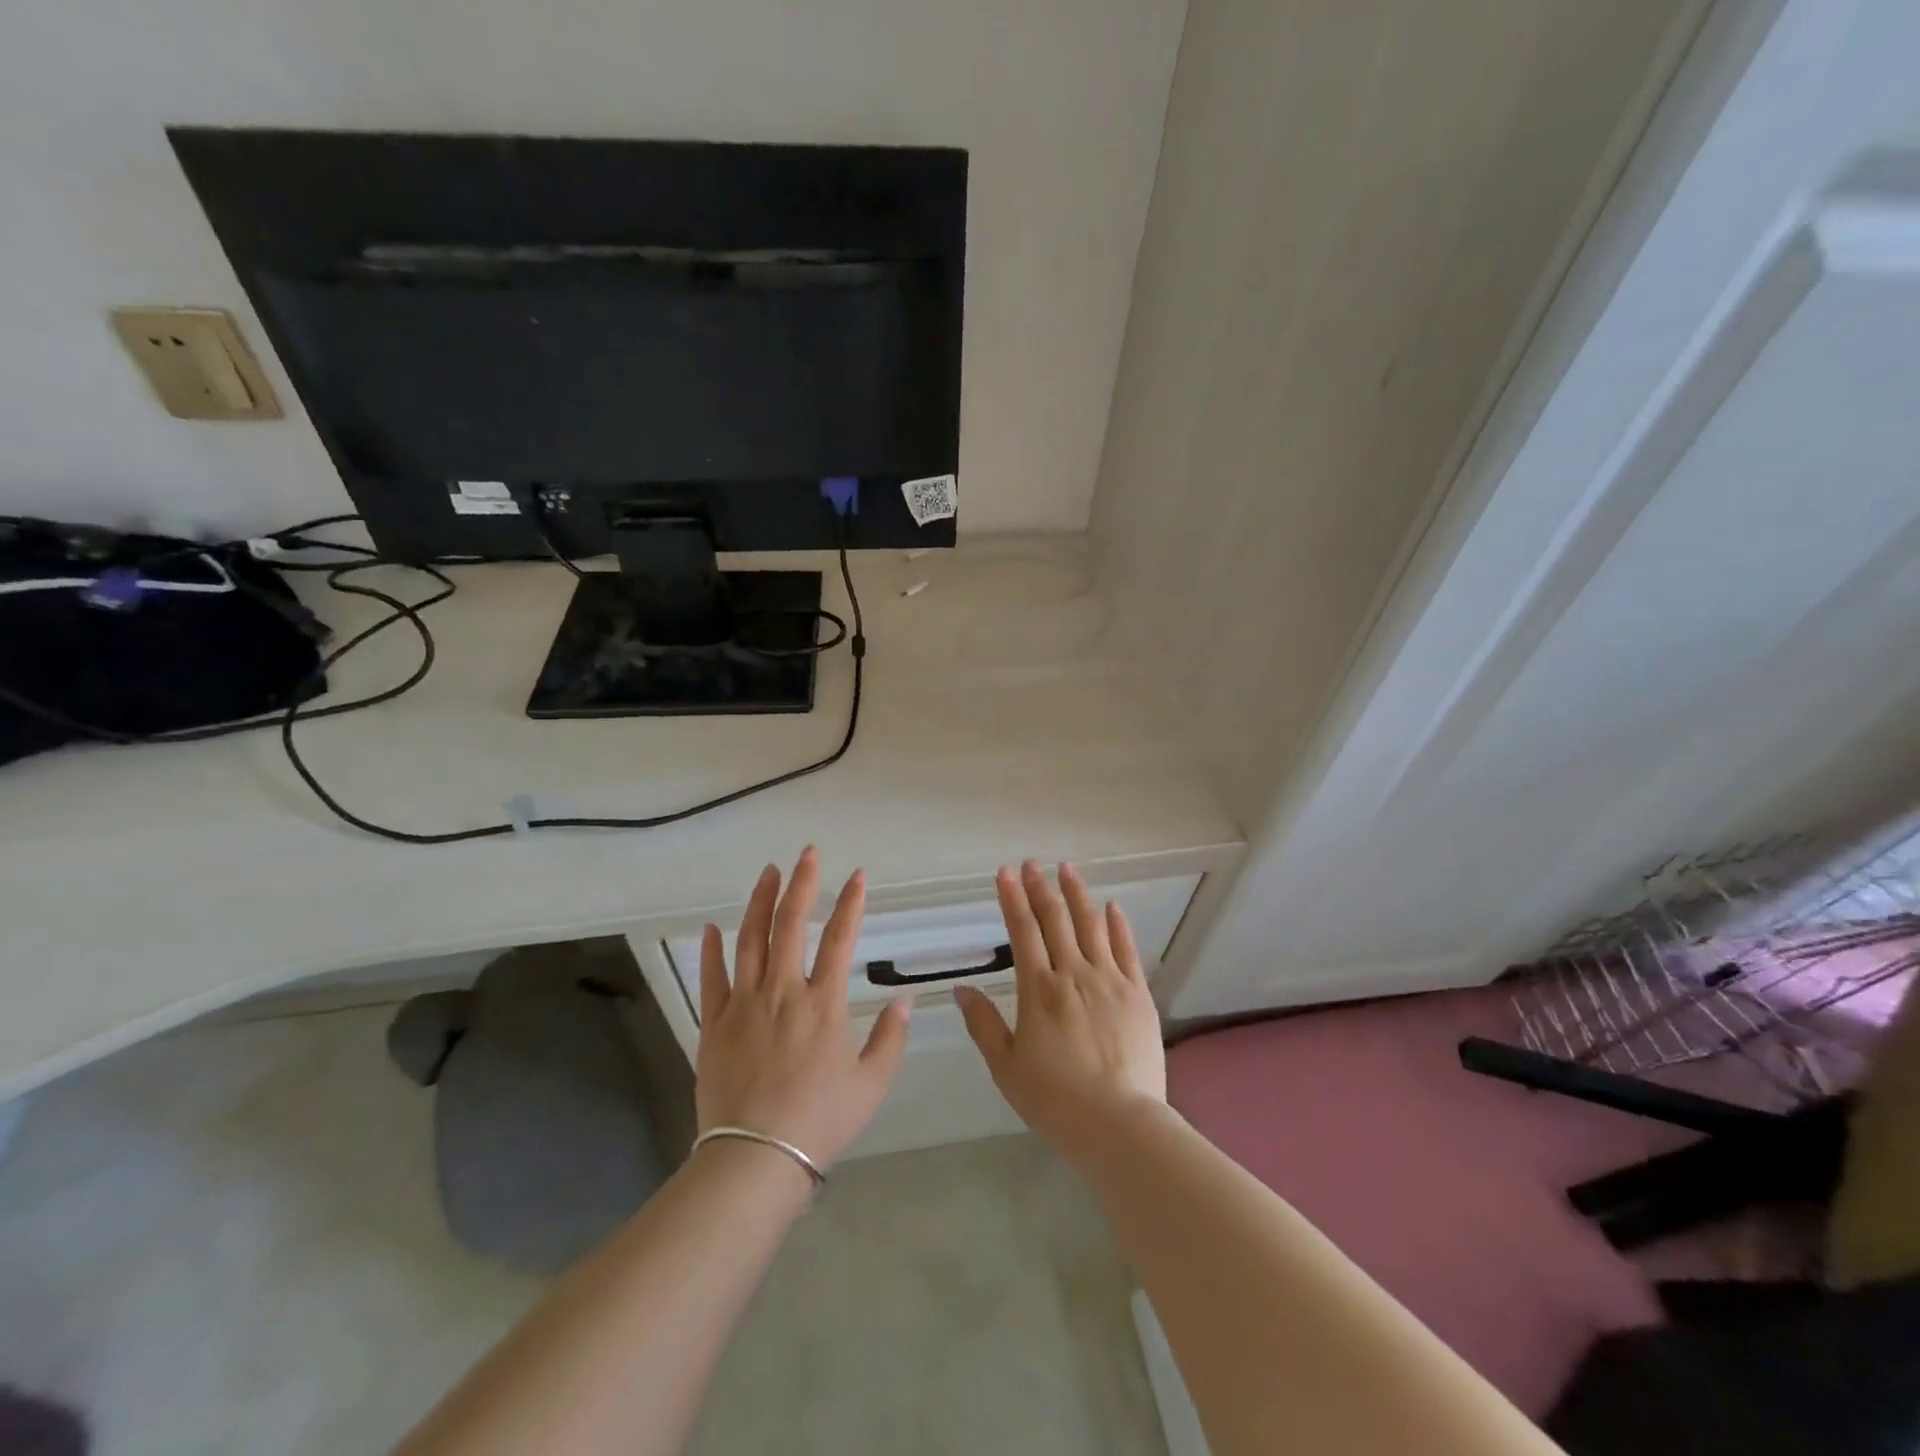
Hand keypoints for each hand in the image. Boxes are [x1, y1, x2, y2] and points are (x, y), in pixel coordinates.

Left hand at [694, 847, 912, 1171]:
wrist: (755, 1158)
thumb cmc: (820, 1121)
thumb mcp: (871, 1084)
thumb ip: (890, 1037)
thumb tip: (905, 999)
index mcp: (824, 1003)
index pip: (841, 938)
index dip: (851, 903)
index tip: (858, 876)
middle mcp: (784, 991)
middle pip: (791, 924)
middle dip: (802, 884)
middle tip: (808, 853)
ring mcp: (744, 1004)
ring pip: (751, 940)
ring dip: (761, 902)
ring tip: (769, 872)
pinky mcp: (714, 1023)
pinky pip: (712, 978)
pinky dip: (713, 950)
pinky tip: (714, 927)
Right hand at [955, 861, 1165, 1155]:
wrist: (1119, 1123)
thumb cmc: (1055, 1099)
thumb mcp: (1006, 1067)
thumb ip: (984, 1024)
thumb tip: (962, 988)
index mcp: (1039, 989)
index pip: (1022, 931)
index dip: (1012, 899)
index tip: (1005, 873)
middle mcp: (1074, 974)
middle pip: (1055, 919)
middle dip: (1040, 887)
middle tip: (1031, 863)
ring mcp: (1109, 980)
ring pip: (1091, 925)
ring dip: (1078, 894)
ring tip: (1068, 869)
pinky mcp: (1138, 994)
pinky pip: (1126, 949)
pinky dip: (1118, 924)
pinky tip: (1112, 906)